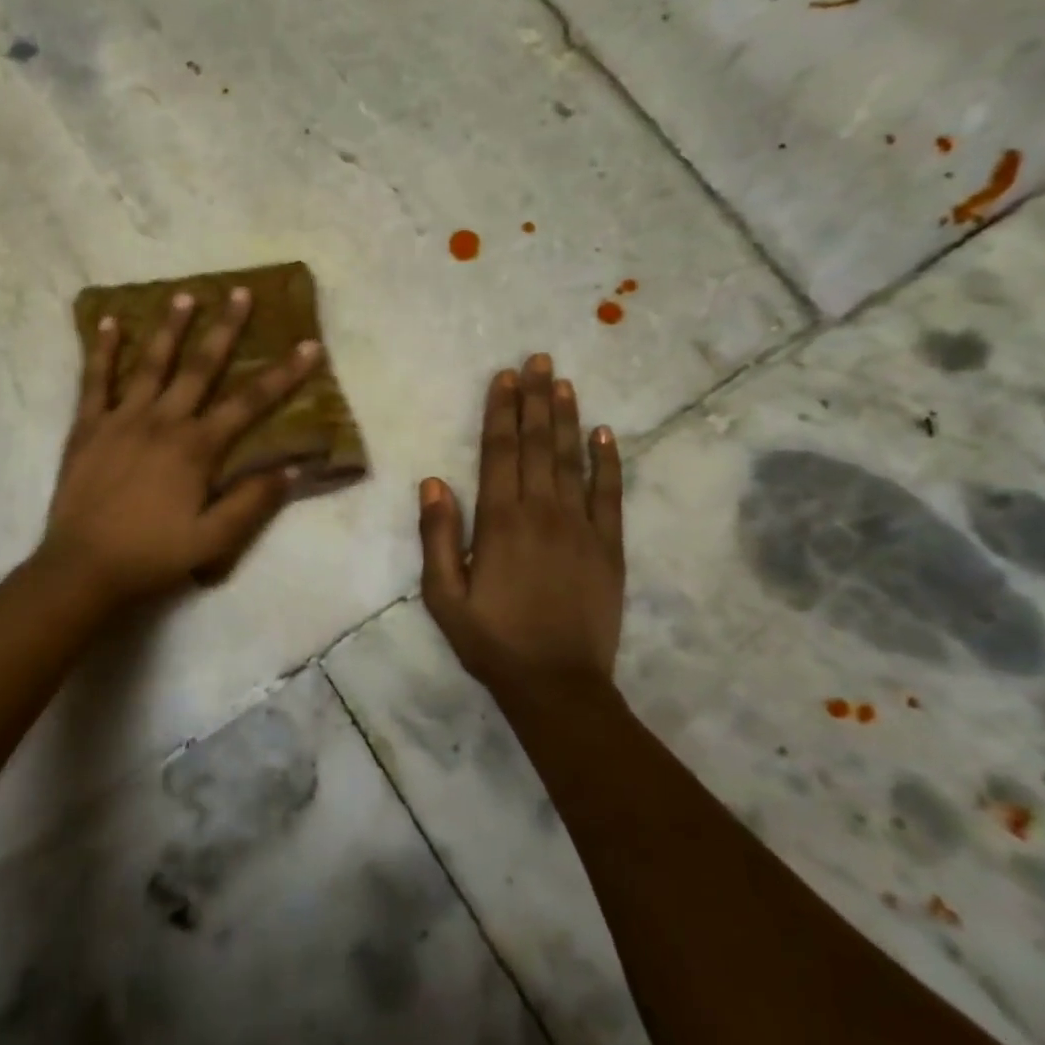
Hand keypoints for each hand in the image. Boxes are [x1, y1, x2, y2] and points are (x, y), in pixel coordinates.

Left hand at [39, 288, 322, 604]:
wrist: (83, 569)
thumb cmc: (152, 556)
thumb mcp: (213, 541)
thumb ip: (251, 503)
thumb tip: (290, 469)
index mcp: (196, 448)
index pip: (249, 403)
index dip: (283, 374)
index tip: (308, 345)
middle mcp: (163, 422)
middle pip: (201, 367)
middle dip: (225, 329)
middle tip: (240, 292)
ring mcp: (122, 419)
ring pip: (151, 364)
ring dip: (170, 328)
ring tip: (184, 294)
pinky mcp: (88, 427)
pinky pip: (95, 381)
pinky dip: (101, 351)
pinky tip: (107, 321)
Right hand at [417, 353, 624, 698]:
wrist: (557, 684)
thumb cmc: (491, 640)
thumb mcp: (443, 595)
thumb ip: (438, 536)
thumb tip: (433, 482)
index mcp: (500, 521)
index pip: (500, 452)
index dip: (501, 411)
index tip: (505, 377)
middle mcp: (542, 512)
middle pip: (538, 444)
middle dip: (535, 399)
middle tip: (538, 359)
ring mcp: (581, 527)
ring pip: (573, 460)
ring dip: (567, 418)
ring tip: (564, 382)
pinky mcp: (610, 547)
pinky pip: (611, 495)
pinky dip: (609, 462)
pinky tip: (606, 434)